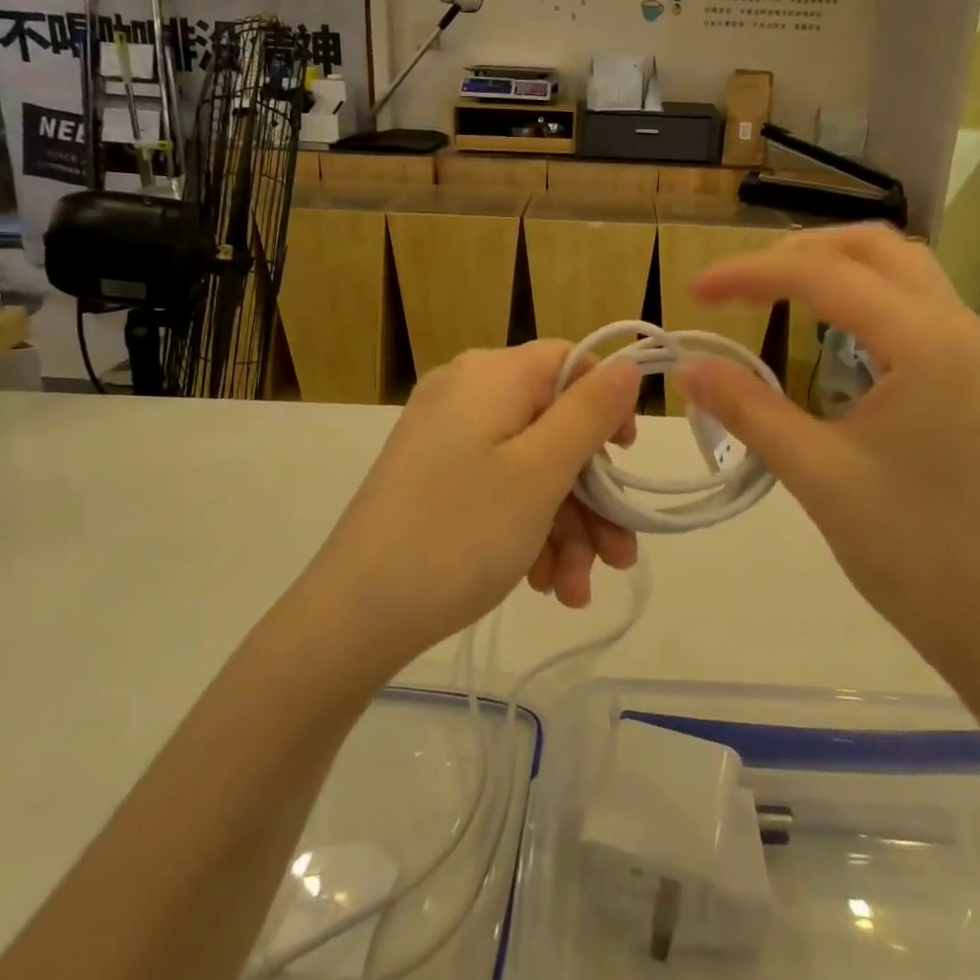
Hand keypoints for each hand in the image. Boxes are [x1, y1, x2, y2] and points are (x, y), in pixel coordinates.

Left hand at [305, 342, 641, 671]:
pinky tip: (542, 584)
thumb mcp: (540, 472)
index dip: (607, 407)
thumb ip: (590, 413)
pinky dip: (528, 532)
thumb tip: (627, 364)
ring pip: (530, 468)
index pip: (569, 363)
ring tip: (575, 592)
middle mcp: (467, 395)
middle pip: (554, 427)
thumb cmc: (459, 533)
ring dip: (565, 528)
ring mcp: (447, 439)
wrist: (353, 617)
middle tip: (616, 558)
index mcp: (491, 376)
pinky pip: (498, 489)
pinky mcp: (435, 480)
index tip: (625, 462)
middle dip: (590, 497)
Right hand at [677, 226, 979, 687]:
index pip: (825, 275)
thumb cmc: (914, 553)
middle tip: (740, 284)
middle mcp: (961, 329)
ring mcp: (977, 353)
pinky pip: (917, 309)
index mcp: (928, 343)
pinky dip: (865, 299)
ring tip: (777, 293)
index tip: (693, 291)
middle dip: (800, 252)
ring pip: (903, 272)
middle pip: (876, 248)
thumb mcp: (817, 475)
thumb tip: (688, 367)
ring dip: (837, 268)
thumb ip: (748, 409)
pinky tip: (830, 335)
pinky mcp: (977, 380)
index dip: (750, 274)